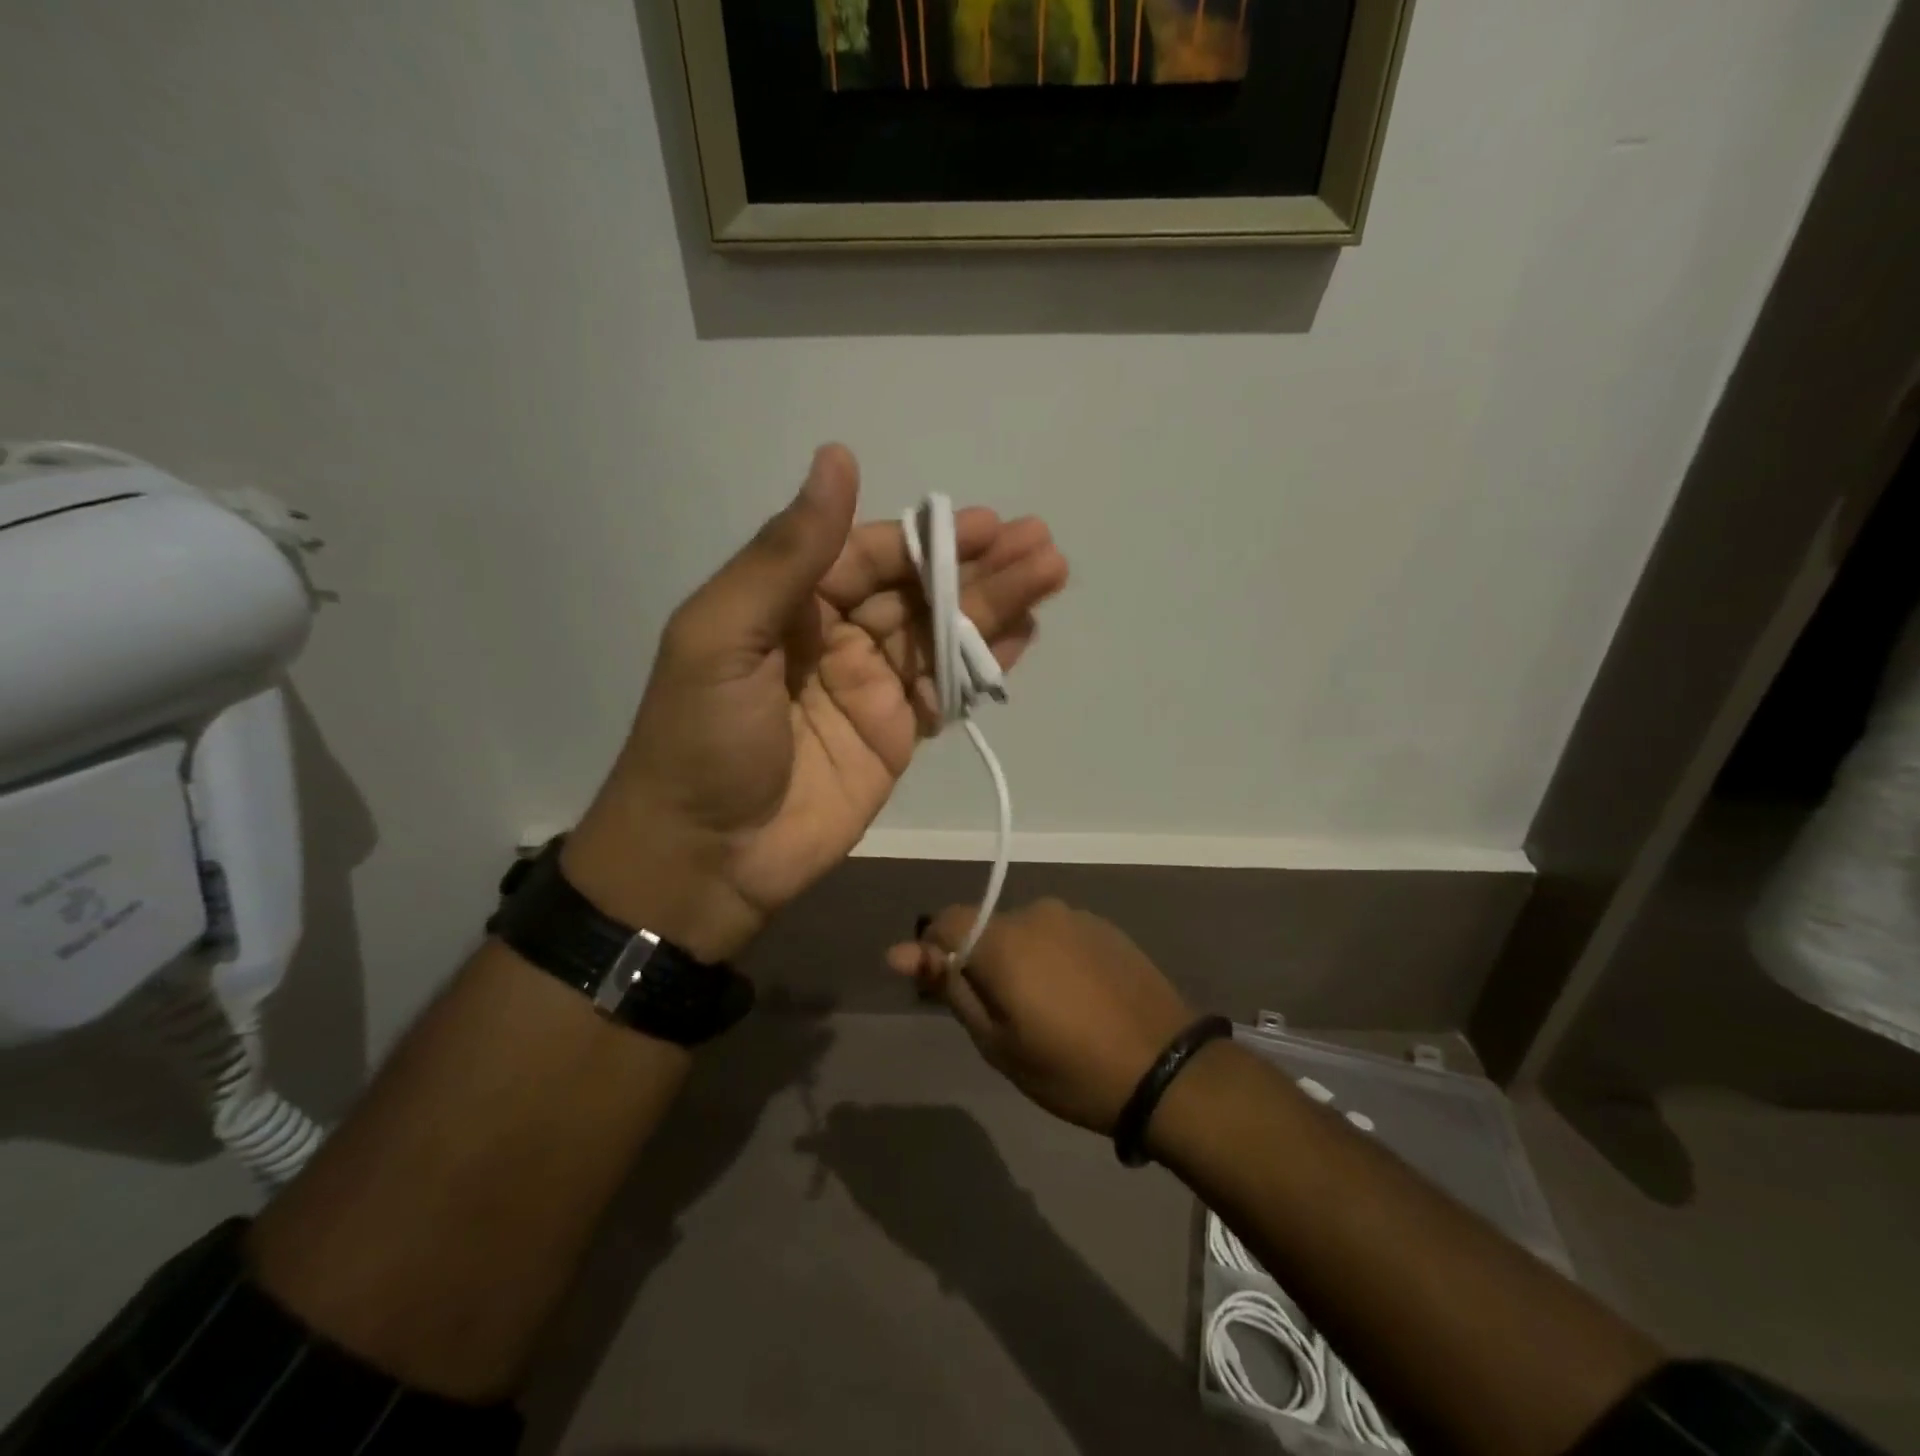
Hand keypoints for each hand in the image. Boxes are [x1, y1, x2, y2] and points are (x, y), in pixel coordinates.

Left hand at [563, 445, 1068, 961]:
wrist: (707, 859)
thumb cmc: (704, 741)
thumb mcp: (724, 635)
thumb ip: (786, 553)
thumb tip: (837, 457)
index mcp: (789, 604)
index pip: (868, 555)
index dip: (926, 538)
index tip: (987, 525)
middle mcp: (834, 638)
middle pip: (916, 591)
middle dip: (978, 566)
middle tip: (1042, 544)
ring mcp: (869, 689)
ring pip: (941, 635)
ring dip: (995, 606)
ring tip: (1051, 575)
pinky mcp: (896, 737)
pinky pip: (947, 691)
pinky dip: (985, 663)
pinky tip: (1026, 635)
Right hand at [887, 899, 1193, 1133]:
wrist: (1167, 1069)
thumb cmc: (1070, 1068)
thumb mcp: (997, 1041)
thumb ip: (949, 987)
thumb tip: (899, 951)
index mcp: (1003, 939)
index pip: (944, 921)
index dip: (935, 954)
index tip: (945, 993)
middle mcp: (1037, 913)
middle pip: (986, 926)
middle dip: (981, 962)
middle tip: (1001, 1016)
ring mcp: (1075, 916)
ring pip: (1024, 931)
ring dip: (1019, 960)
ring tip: (1045, 1011)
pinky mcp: (1105, 927)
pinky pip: (1058, 935)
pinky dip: (1052, 959)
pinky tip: (1076, 998)